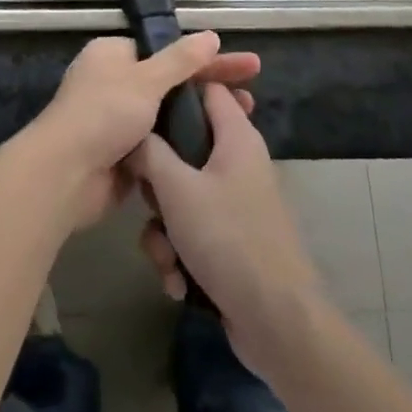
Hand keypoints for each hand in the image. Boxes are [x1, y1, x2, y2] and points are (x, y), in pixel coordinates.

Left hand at [24, 32, 258, 231]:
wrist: (64, 176)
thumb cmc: (103, 114)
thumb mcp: (145, 80)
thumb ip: (180, 60)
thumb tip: (211, 35)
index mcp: (113, 55)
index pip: (167, 51)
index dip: (207, 58)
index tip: (245, 65)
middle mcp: (115, 83)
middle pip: (172, 82)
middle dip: (211, 88)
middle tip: (252, 96)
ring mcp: (119, 120)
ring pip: (169, 115)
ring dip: (202, 118)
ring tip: (244, 123)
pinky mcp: (124, 154)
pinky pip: (162, 144)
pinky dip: (185, 145)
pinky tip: (217, 150)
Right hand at [130, 83, 325, 368]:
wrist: (277, 322)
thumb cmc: (228, 238)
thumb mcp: (177, 189)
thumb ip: (149, 153)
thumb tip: (133, 132)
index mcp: (236, 136)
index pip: (207, 88)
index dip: (175, 91)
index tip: (141, 105)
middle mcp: (238, 162)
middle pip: (184, 148)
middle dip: (157, 183)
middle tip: (150, 199)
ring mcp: (236, 203)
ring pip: (182, 197)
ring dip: (164, 231)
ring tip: (167, 258)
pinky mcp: (231, 240)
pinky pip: (192, 232)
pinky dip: (180, 255)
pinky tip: (178, 282)